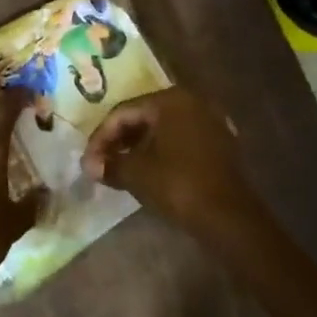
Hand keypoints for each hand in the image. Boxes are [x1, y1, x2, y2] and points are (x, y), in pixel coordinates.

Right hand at [82, 87, 266, 246]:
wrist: (228, 217)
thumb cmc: (178, 185)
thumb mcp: (136, 173)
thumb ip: (110, 164)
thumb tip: (90, 165)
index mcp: (170, 99)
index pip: (123, 112)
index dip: (100, 137)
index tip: (87, 161)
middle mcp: (192, 101)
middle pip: (143, 116)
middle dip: (119, 140)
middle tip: (101, 163)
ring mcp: (209, 121)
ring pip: (162, 128)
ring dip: (138, 146)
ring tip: (119, 168)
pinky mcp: (219, 142)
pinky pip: (180, 139)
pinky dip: (160, 151)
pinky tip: (147, 170)